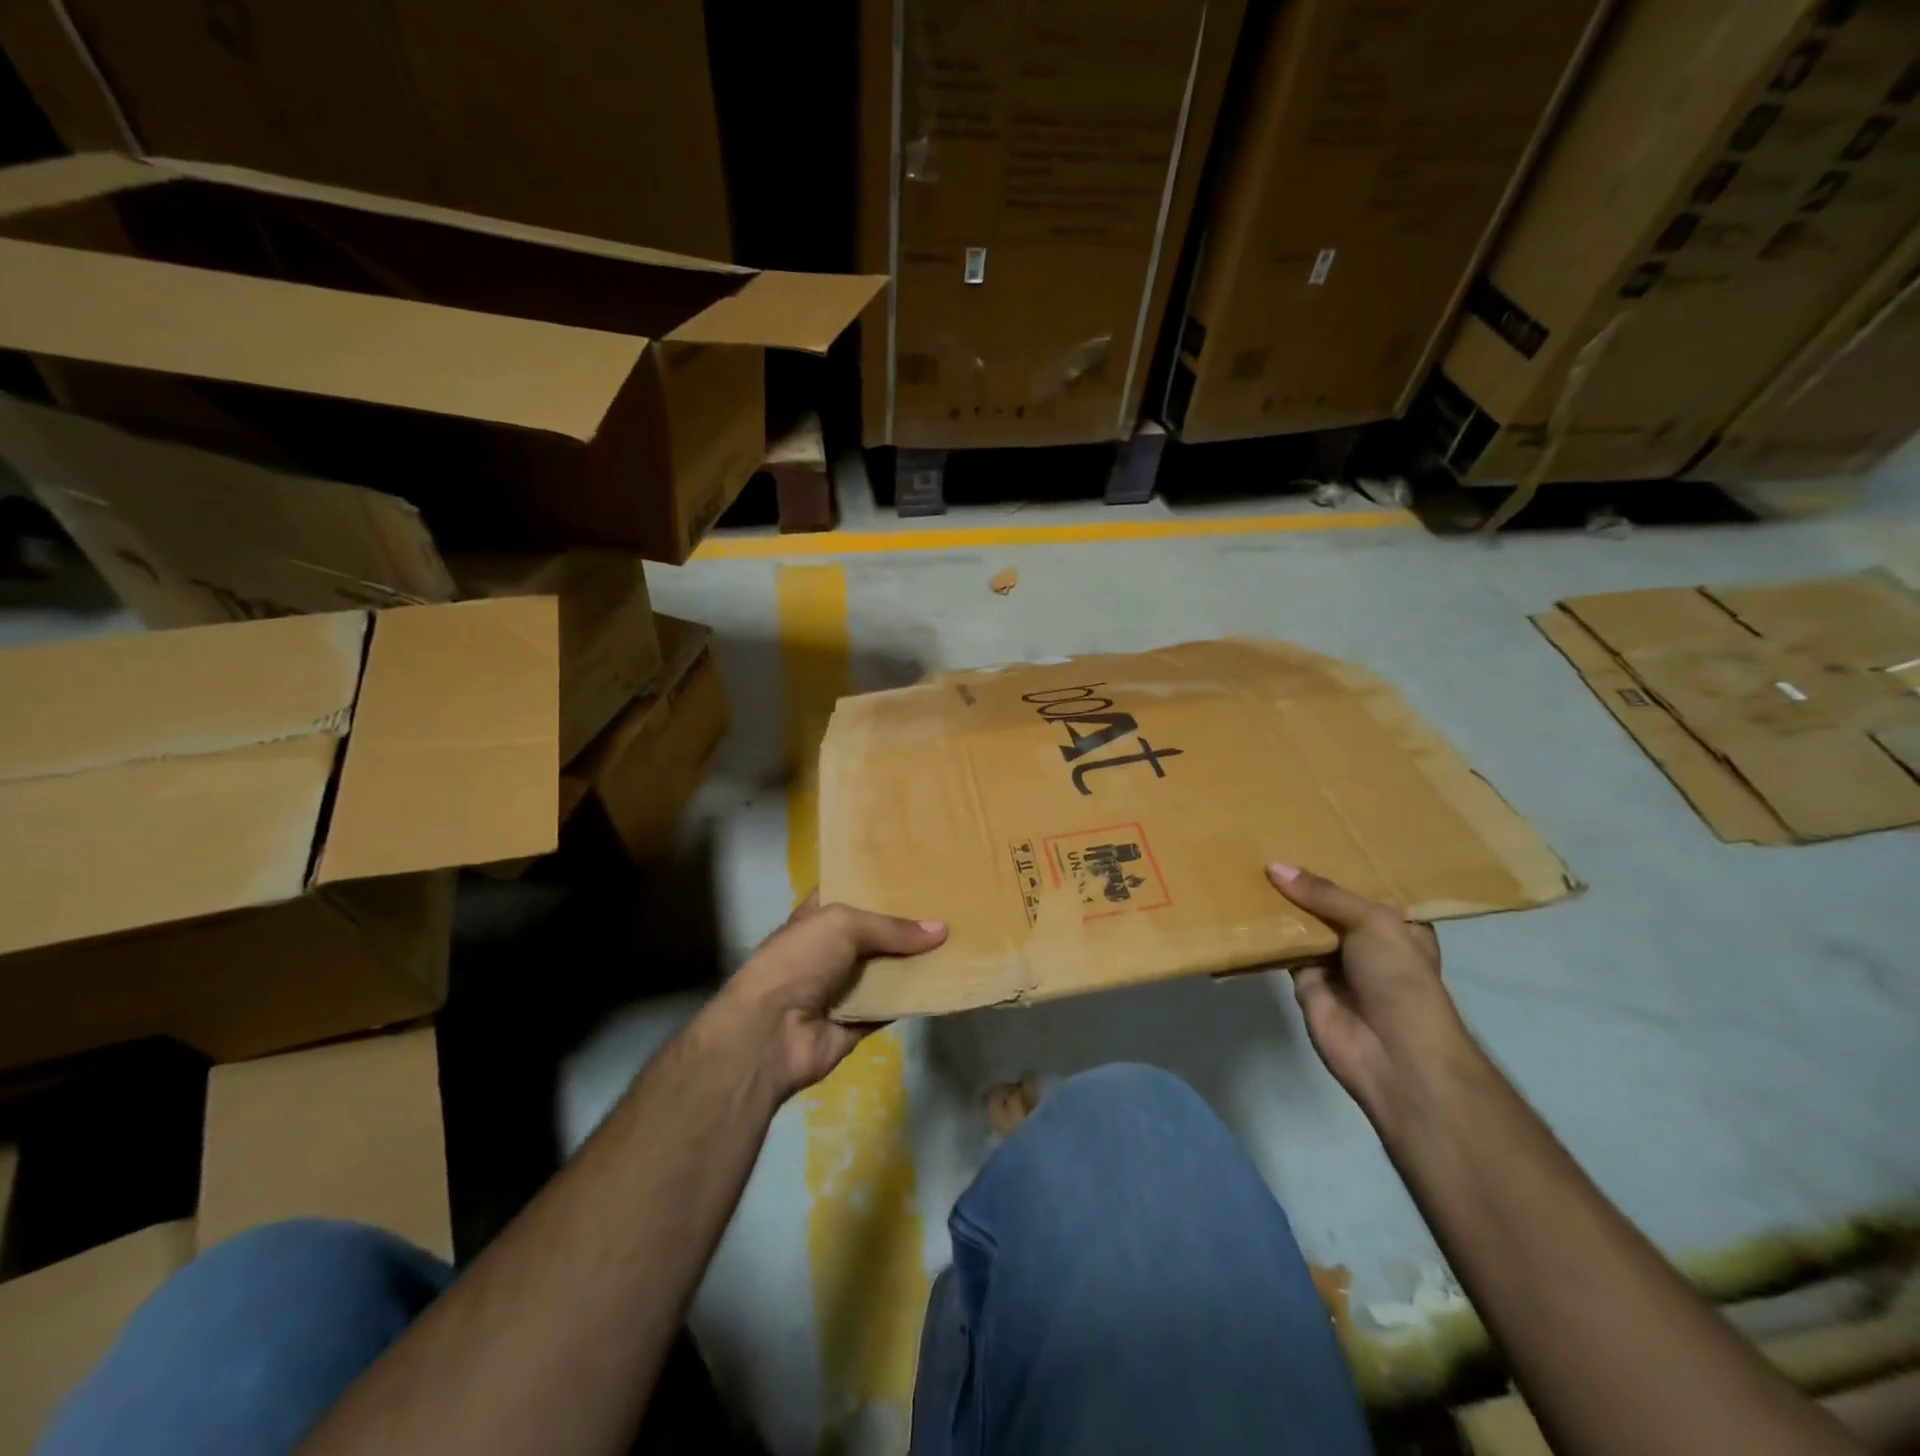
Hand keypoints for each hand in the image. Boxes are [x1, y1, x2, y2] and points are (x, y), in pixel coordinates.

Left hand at [716, 893, 946, 1097]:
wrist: (770, 1033)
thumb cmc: (797, 962)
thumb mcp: (842, 925)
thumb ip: (891, 927)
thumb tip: (942, 929)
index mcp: (816, 919)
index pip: (847, 893)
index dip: (875, 882)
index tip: (913, 872)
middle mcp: (828, 951)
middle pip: (873, 933)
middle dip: (905, 923)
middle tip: (948, 906)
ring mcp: (842, 988)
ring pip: (887, 970)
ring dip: (915, 961)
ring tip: (957, 941)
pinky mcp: (857, 1022)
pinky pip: (892, 1006)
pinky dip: (915, 998)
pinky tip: (945, 982)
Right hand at [1266, 862, 1475, 1137]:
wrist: (1393, 1053)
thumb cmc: (1400, 979)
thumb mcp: (1373, 922)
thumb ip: (1324, 893)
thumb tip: (1274, 867)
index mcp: (1396, 923)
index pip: (1365, 886)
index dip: (1341, 862)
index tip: (1310, 832)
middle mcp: (1365, 939)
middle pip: (1327, 903)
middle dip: (1302, 881)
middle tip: (1266, 841)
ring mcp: (1333, 961)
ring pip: (1301, 923)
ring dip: (1279, 904)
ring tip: (1246, 862)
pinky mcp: (1303, 981)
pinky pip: (1279, 949)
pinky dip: (1263, 933)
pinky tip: (1239, 903)